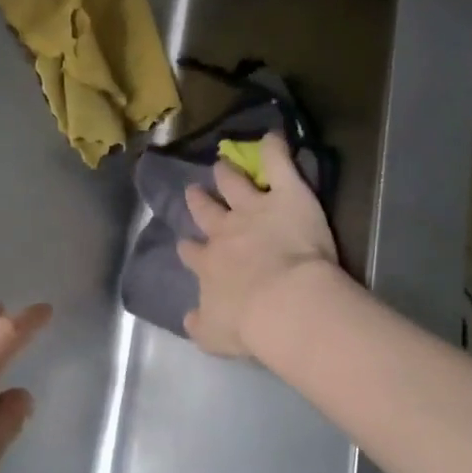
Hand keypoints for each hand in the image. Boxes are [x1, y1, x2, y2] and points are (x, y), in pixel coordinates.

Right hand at [178, 132, 337, 358]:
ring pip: (235, 185)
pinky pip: (279, 165)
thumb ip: (200, 324)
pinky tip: (273, 137)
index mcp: (209, 267)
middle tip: (193, 191)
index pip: (194, 254)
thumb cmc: (249, 324)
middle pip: (207, 213)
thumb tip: (189, 318)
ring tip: (221, 164)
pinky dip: (275, 149)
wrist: (282, 302)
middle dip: (199, 202)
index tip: (185, 244)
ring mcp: (254, 210)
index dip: (189, 248)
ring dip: (228, 174)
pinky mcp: (286, 196)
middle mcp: (225, 233)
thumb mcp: (215, 335)